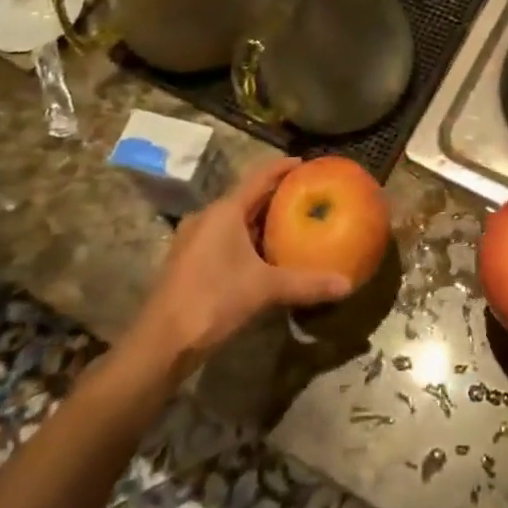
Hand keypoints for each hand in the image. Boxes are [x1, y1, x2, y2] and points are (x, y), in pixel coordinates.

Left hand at [132, 159, 350, 373]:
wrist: (160, 345)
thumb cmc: (213, 301)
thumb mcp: (265, 290)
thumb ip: (307, 284)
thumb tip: (347, 285)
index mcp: (224, 211)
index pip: (259, 177)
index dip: (282, 167)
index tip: (306, 163)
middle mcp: (207, 218)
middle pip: (246, 198)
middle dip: (274, 197)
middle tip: (305, 198)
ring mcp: (193, 240)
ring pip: (233, 221)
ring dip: (259, 221)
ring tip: (289, 226)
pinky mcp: (187, 262)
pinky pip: (223, 239)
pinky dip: (245, 240)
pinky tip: (262, 258)